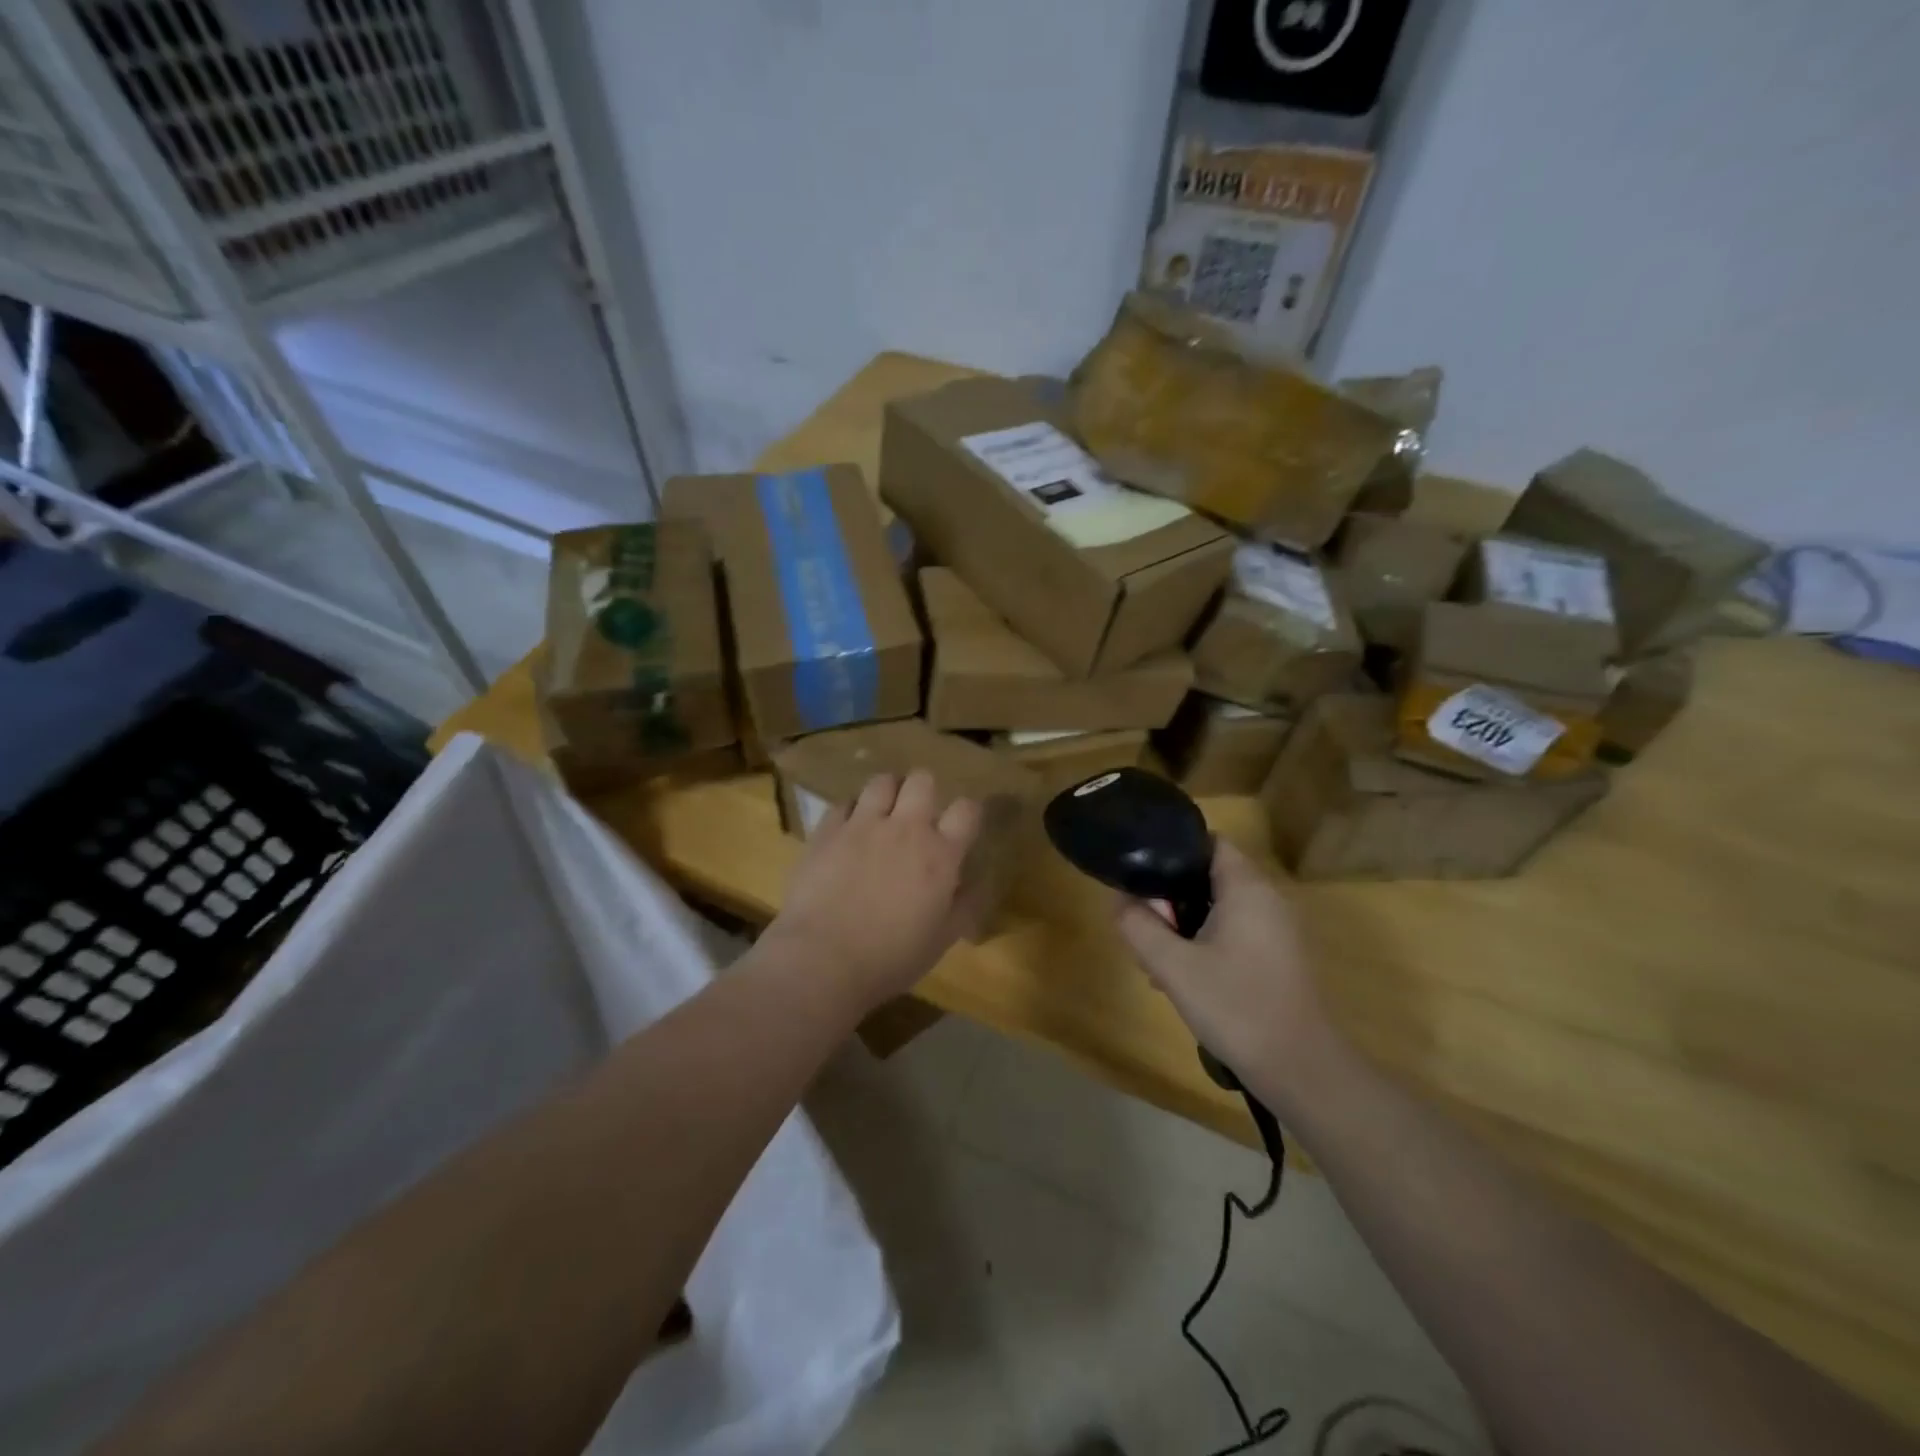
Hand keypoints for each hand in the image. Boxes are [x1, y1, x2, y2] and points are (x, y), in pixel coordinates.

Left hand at [767, 770, 982, 1013]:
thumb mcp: (942, 940)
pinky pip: (843, 803)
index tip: (962, 825)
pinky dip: (850, 812)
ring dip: (887, 792)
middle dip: (923, 790)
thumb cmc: (891, 958)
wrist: (823, 959)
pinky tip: (847, 830)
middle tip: (917, 813)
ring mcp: (863, 825)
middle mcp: (905, 828)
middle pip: (922, 780)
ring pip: (881, 781)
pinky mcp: (827, 830)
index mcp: (940, 855)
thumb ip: (964, 905)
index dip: (968, 812)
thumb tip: (978, 883)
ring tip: (882, 813)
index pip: (967, 810)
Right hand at [1113, 839, 1338, 1110]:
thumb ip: (1138, 926)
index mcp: (1247, 888)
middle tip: (1144, 926)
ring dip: (1186, 925)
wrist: (1301, 1070)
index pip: (1207, 842)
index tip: (1142, 877)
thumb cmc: (1236, 1007)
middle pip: (1209, 876)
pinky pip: (1234, 932)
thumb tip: (1120, 900)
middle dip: (1171, 896)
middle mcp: (1267, 899)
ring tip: (1158, 960)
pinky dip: (1206, 942)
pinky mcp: (1278, 957)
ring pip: (1219, 908)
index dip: (1171, 851)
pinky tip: (1185, 979)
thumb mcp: (1172, 966)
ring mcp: (1277, 930)